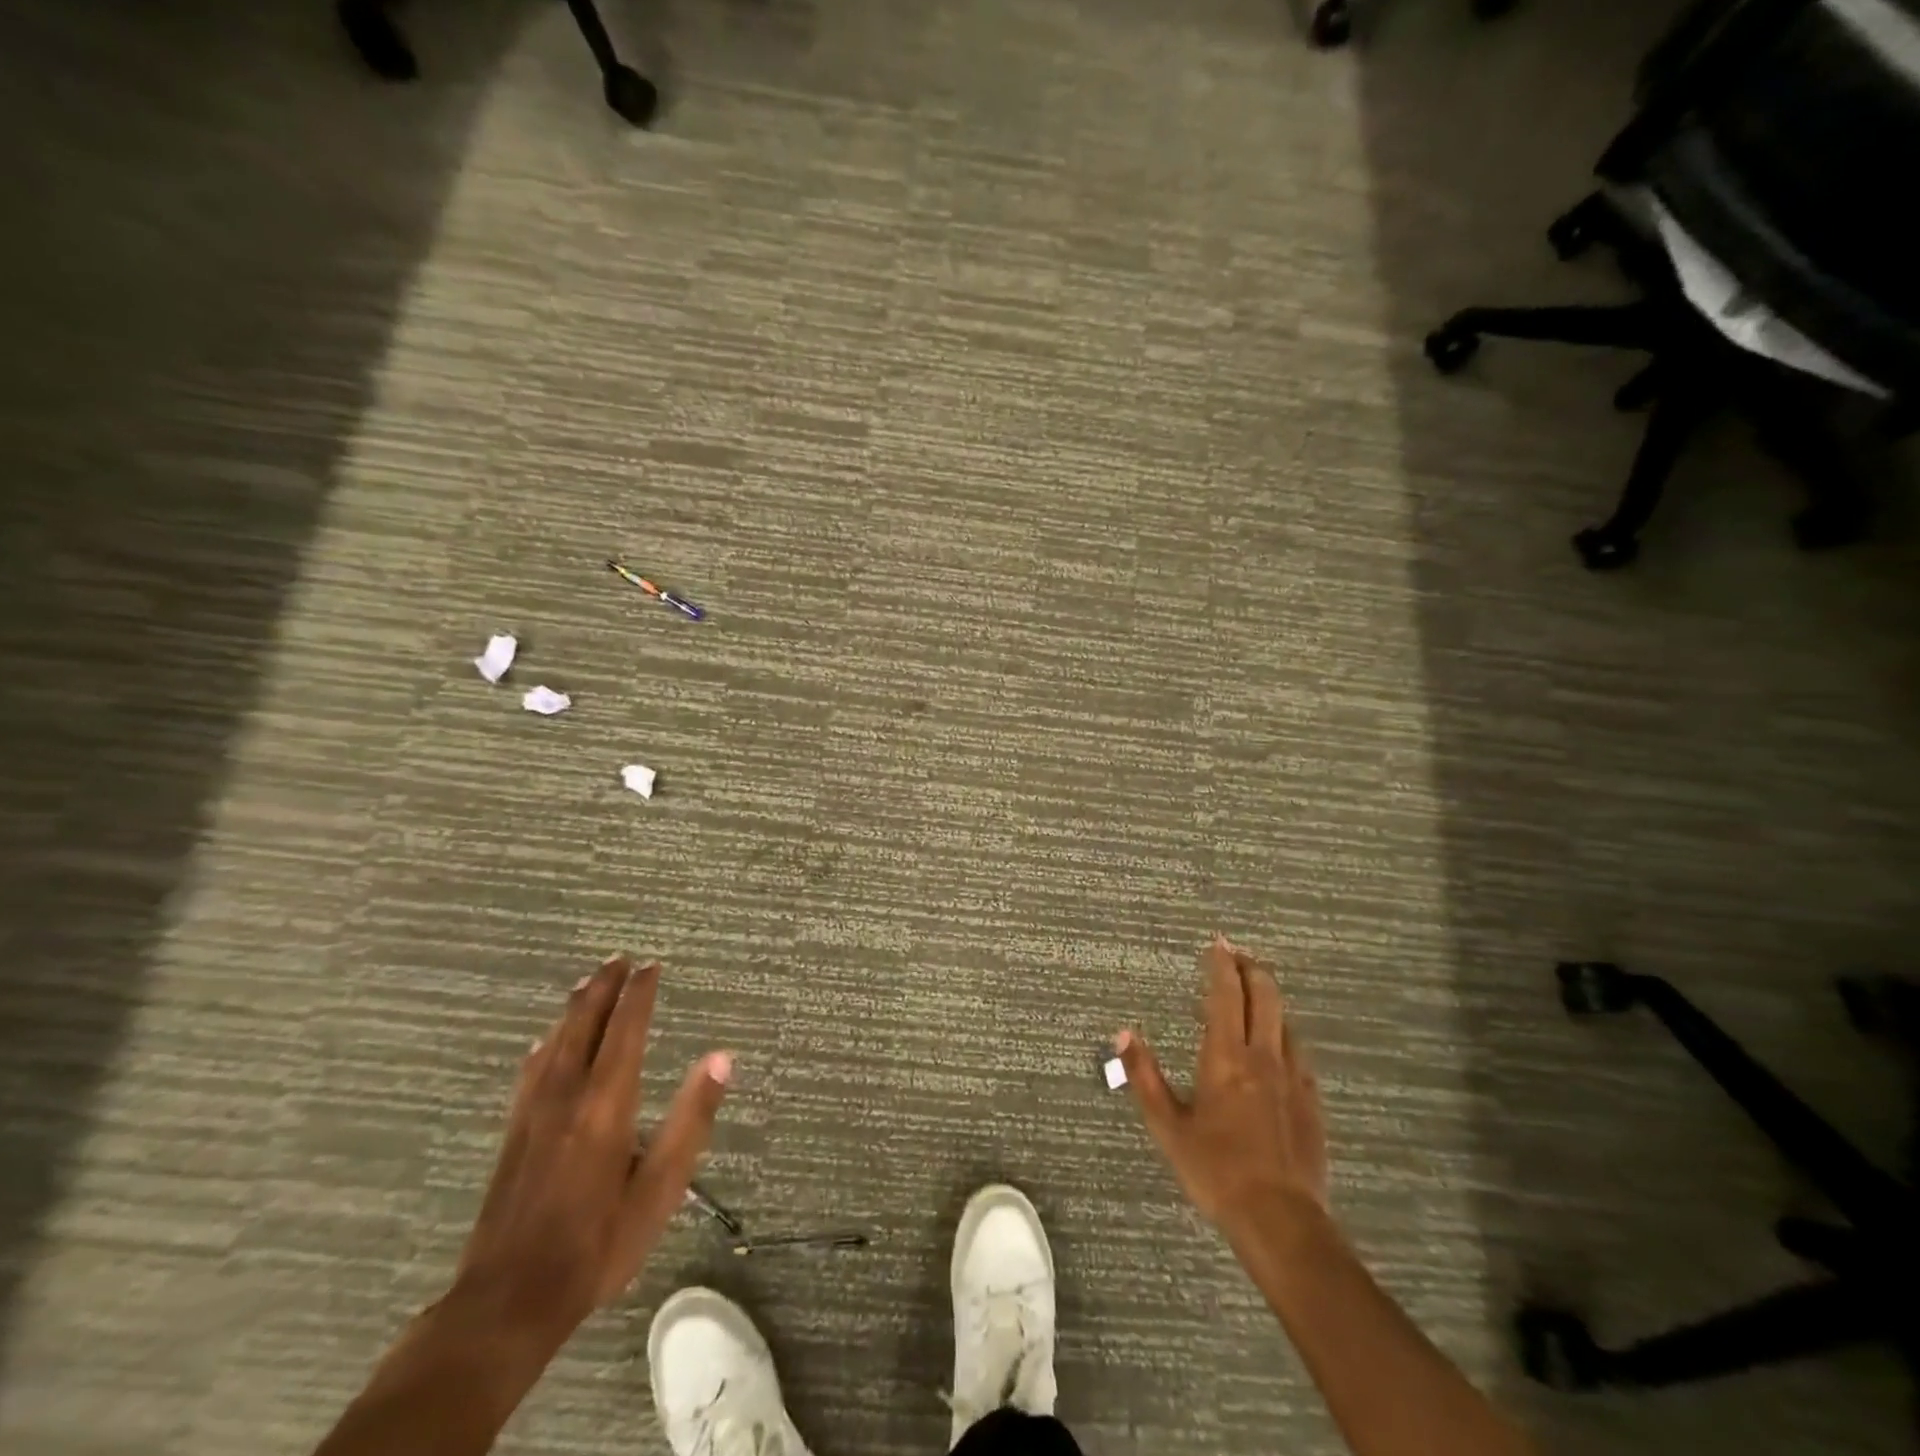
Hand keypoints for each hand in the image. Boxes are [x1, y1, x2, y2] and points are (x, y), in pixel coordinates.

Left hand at [452, 955, 730, 1335]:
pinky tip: (544, 1042)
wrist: (506, 1301)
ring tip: (589, 982)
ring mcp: (534, 1114)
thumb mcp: (661, 1189)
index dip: (639, 994)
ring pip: (555, 1042)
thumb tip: (722, 1058)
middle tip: (620, 958)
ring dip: (575, 1007)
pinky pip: (531, 1070)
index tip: (651, 964)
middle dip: (604, 988)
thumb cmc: (598, 1244)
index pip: (625, 1031)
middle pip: (585, 1025)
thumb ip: (692, 1120)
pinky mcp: (514, 1133)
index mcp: (607, 1104)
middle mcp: (567, 1095)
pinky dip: (545, 1043)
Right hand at [1117, 935, 1328, 1230]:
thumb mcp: (1168, 1125)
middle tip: (1237, 956)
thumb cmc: (1215, 1170)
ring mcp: (1293, 1078)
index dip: (1222, 964)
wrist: (1280, 1219)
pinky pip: (1299, 1052)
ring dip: (1270, 997)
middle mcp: (1263, 1056)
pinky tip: (1280, 1044)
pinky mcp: (1312, 1101)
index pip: (1226, 994)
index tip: (1217, 943)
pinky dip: (1285, 1033)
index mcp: (1226, 1056)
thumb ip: (1144, 1076)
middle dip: (1252, 968)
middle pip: (1265, 995)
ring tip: (1255, 992)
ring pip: (1286, 1020)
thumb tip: (1123, 1033)